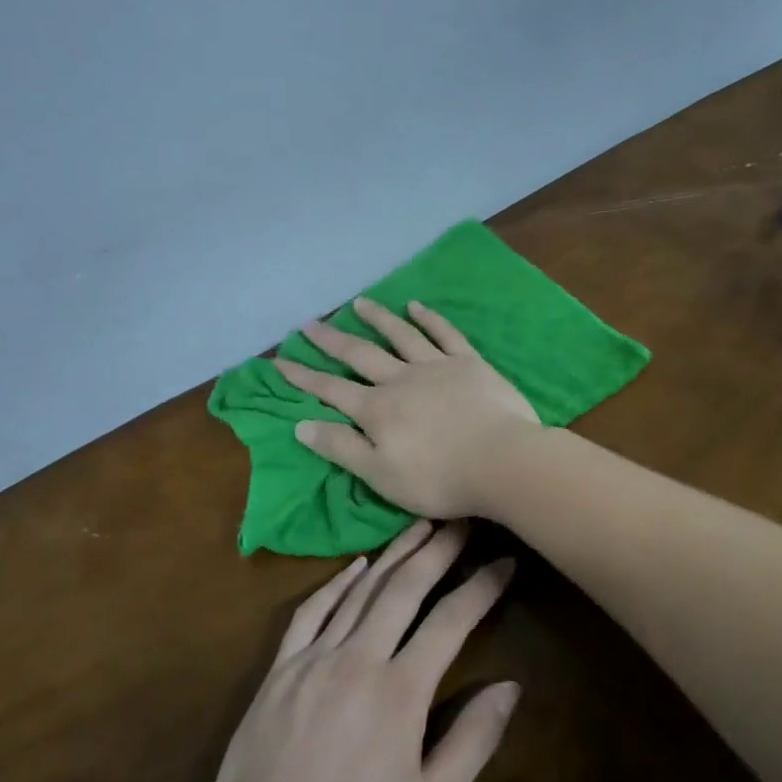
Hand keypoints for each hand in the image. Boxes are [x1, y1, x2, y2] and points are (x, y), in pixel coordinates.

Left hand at [206, 521, 518, 781]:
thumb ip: (472, 740)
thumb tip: (510, 686)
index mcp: (400, 691)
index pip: (451, 621)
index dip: (481, 586)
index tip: (504, 561)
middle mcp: (358, 659)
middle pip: (405, 588)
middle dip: (438, 550)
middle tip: (462, 520)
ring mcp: (314, 659)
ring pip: (361, 591)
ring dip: (394, 554)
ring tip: (420, 527)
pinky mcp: (280, 669)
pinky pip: (311, 612)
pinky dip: (337, 584)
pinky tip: (356, 566)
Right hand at [273, 297, 539, 518]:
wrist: (502, 461)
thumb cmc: (439, 478)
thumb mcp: (380, 474)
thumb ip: (341, 448)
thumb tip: (300, 424)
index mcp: (377, 410)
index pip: (331, 390)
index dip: (303, 376)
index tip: (279, 360)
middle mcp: (401, 380)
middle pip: (360, 355)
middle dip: (331, 340)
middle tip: (309, 323)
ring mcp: (436, 366)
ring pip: (400, 336)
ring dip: (377, 318)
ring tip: (358, 303)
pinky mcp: (469, 363)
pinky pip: (445, 334)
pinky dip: (429, 318)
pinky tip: (416, 306)